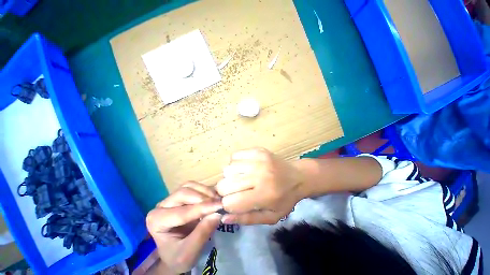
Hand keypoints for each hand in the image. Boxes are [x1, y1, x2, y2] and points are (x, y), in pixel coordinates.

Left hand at [146, 182, 222, 273]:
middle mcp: (162, 206)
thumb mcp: (189, 253)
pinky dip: (206, 189)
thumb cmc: (179, 257)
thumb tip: (217, 214)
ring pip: (189, 186)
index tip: (220, 206)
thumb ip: (202, 234)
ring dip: (205, 191)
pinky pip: (194, 186)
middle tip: (219, 203)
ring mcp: (171, 198)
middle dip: (203, 198)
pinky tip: (214, 197)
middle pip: (184, 193)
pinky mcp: (181, 195)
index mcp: (157, 221)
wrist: (176, 254)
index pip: (182, 212)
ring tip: (217, 200)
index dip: (202, 208)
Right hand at [216, 148, 304, 224]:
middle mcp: (259, 175)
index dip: (227, 205)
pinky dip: (235, 163)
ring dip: (230, 176)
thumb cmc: (285, 199)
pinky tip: (244, 167)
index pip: (230, 202)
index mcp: (264, 195)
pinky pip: (234, 156)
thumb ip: (247, 218)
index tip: (233, 203)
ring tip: (241, 178)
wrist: (298, 176)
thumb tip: (223, 217)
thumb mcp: (271, 217)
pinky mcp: (257, 150)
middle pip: (224, 184)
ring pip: (228, 169)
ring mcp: (258, 159)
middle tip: (234, 191)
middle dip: (224, 191)